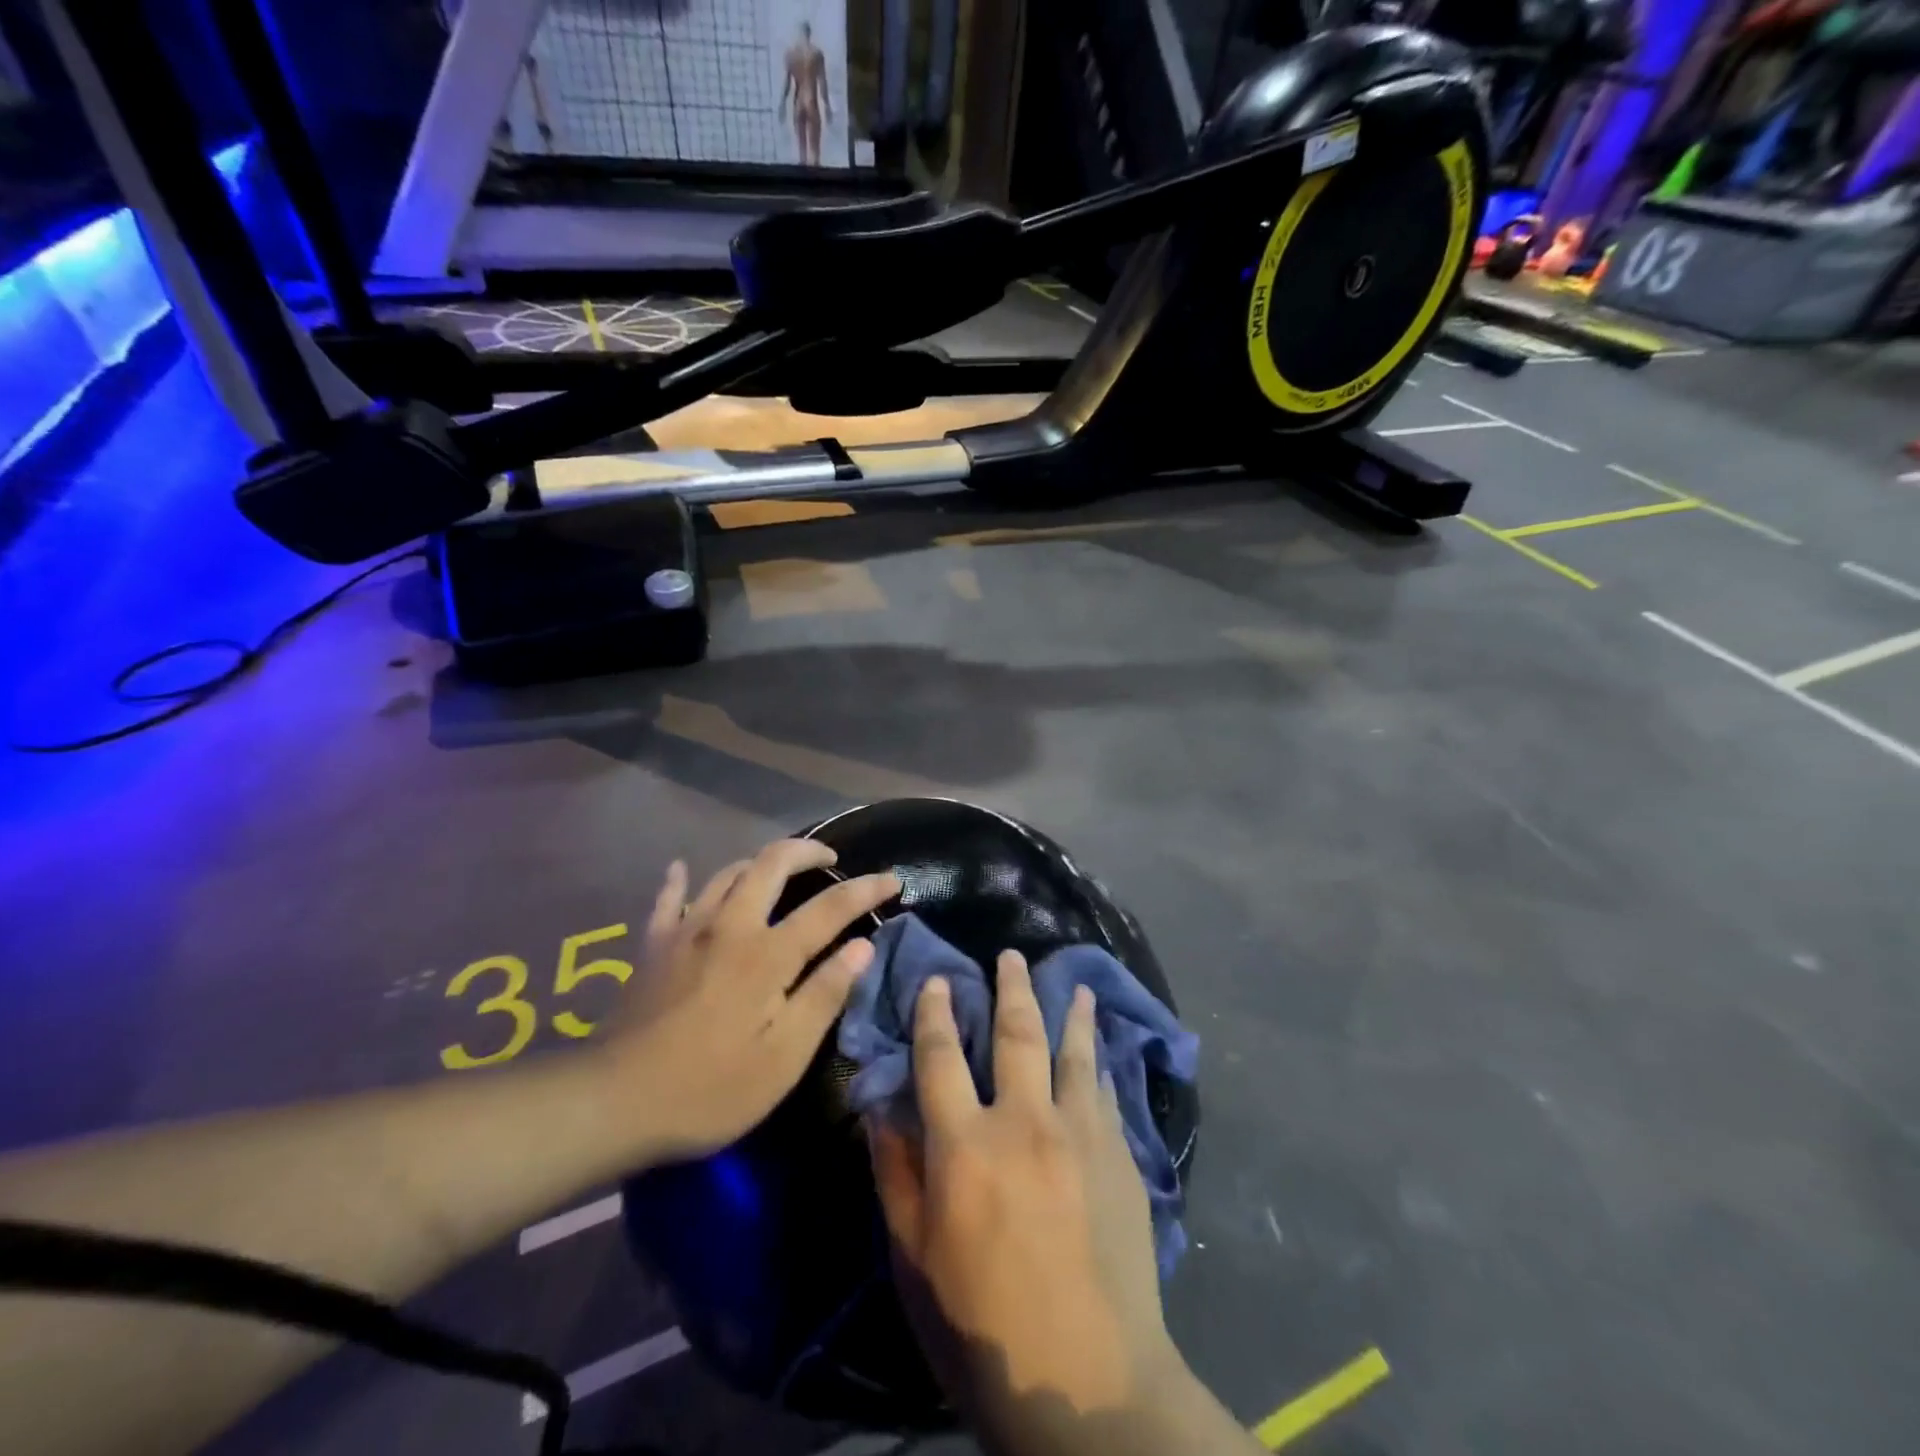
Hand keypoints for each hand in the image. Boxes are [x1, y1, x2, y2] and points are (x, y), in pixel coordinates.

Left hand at [597, 840, 898, 1162]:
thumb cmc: (710, 1089)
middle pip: (772, 863)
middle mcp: (730, 926)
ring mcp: (686, 931)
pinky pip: (668, 899)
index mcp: (768, 954)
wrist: (612, 1102)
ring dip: (759, 863)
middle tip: (830, 859)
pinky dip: (680, 879)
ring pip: (727, 872)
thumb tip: (861, 947)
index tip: (892, 880)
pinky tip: (681, 869)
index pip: (829, 907)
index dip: (866, 888)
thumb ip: (825, 995)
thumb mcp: (783, 1057)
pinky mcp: (653, 946)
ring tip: (777, 872)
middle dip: (808, 851)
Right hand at [869, 952, 1180, 1422]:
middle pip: (1016, 1034)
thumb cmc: (983, 1327)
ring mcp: (1080, 1133)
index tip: (939, 980)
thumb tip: (880, 1108)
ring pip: (1072, 1051)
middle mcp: (1024, 1121)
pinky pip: (1106, 1090)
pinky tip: (1101, 1045)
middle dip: (1010, 987)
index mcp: (966, 1146)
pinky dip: (1099, 1059)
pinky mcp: (1119, 1155)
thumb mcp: (916, 1259)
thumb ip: (895, 1175)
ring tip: (1072, 982)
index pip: (942, 1058)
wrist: (1089, 1386)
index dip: (936, 1013)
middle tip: (1010, 953)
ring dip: (1068, 1010)